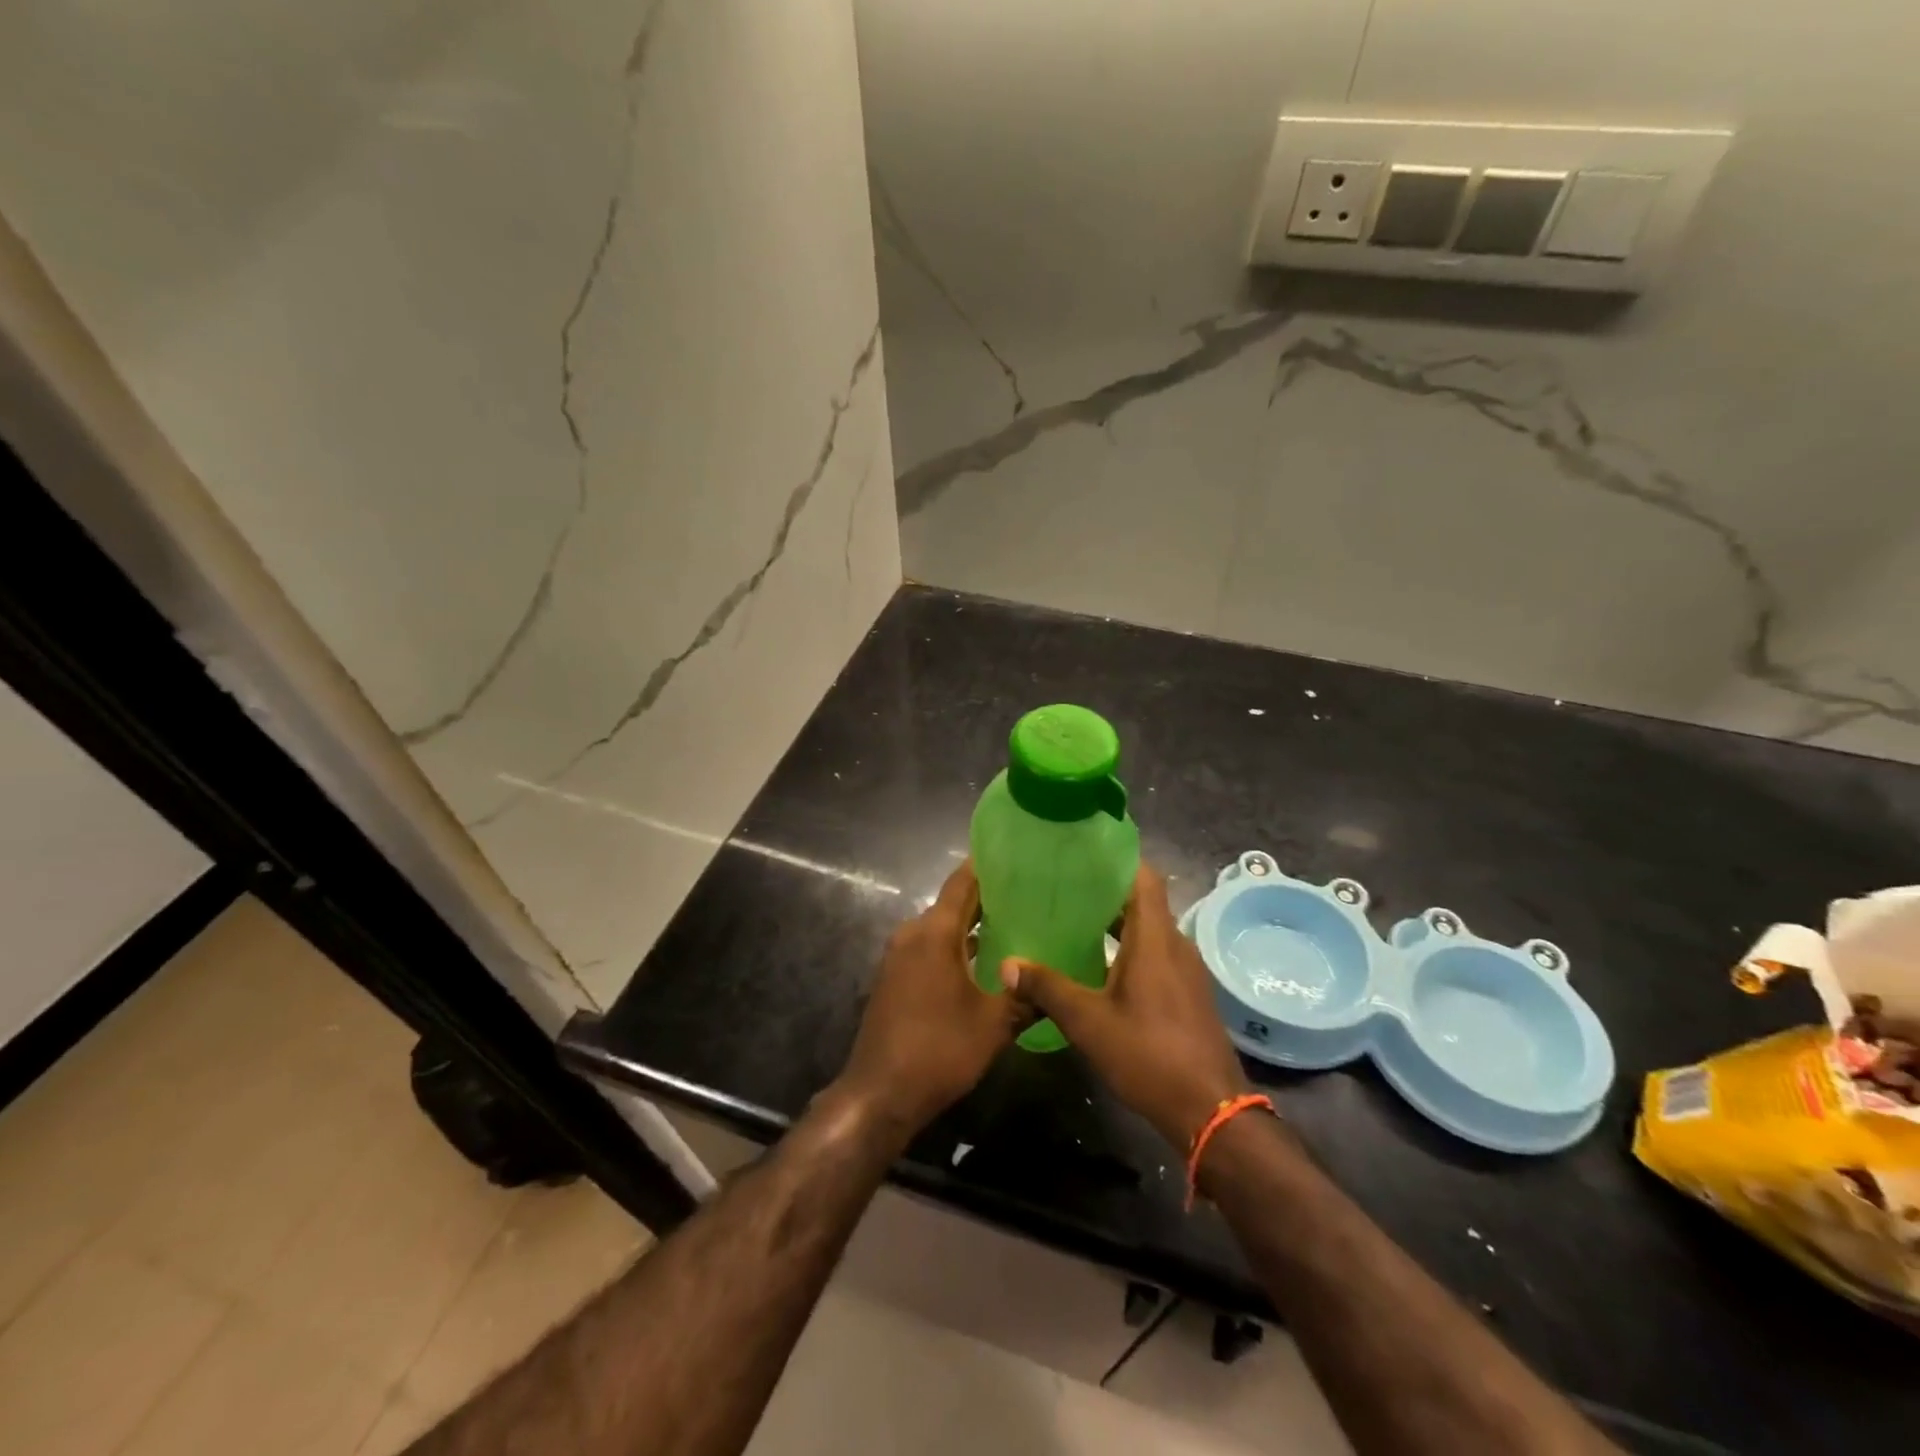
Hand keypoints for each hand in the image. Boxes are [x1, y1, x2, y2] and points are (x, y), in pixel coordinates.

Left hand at [834, 861, 1020, 1135]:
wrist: (879, 1094)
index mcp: (935, 932)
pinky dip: (953, 945)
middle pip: (951, 903)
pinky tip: (981, 961)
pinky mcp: (894, 977)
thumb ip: (1025, 998)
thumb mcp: (993, 1026)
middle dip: (986, 898)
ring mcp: (898, 956)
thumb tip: (1053, 984)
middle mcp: (912, 934)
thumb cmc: (939, 1050)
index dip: (986, 866)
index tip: (1015, 856)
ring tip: (1011, 926)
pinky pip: (928, 947)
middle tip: (1026, 896)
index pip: (962, 883)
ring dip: (970, 925)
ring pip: (940, 927)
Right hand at [1003, 864, 1249, 1149]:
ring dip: (1117, 923)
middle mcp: (1175, 944)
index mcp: (1154, 938)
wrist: (1210, 1111)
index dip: (1116, 859)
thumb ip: (1047, 988)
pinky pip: (1157, 953)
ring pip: (1149, 929)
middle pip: (1143, 901)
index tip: (1081, 854)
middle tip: (1063, 890)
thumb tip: (1008, 964)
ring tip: (1074, 923)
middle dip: (1105, 892)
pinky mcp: (1188, 993)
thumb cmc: (1148, 1055)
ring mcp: (1186, 970)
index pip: (1143, 876)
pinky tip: (1100, 966)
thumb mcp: (1088, 1022)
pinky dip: (1130, 948)